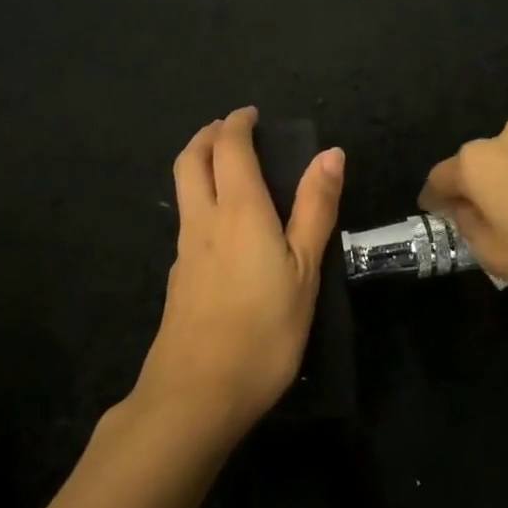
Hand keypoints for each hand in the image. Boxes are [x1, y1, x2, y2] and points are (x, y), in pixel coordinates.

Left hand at [136, 106, 344, 435]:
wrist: (197, 393)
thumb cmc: (264, 330)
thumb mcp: (304, 270)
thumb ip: (315, 209)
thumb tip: (330, 153)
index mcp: (239, 210)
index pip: (229, 148)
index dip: (237, 124)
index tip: (251, 114)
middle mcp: (203, 220)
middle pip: (190, 160)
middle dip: (207, 135)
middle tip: (230, 130)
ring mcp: (184, 250)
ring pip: (183, 190)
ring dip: (199, 165)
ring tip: (227, 169)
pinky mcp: (177, 277)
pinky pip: (186, 220)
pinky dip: (200, 200)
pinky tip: (222, 226)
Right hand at [419, 115, 507, 307]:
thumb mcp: (496, 254)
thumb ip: (469, 228)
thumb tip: (465, 211)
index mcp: (476, 161)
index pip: (439, 179)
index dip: (434, 202)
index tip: (438, 219)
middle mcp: (505, 137)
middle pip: (474, 166)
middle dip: (472, 192)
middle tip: (480, 224)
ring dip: (506, 186)